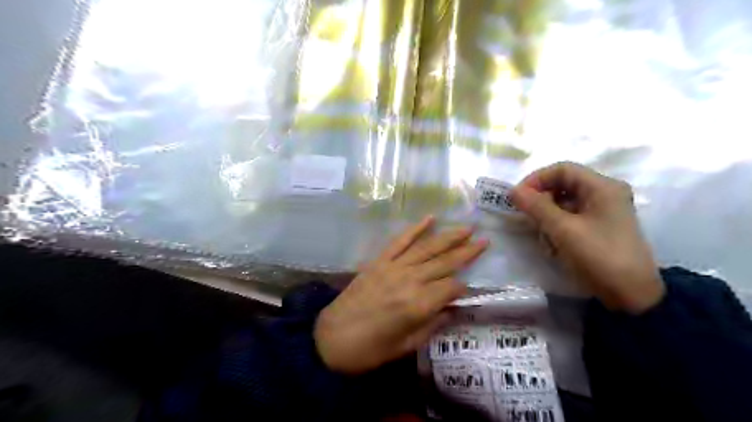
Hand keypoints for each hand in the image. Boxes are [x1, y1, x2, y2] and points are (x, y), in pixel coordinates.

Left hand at [313, 216, 484, 374]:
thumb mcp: (407, 346)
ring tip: (467, 228)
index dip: (462, 288)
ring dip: (448, 237)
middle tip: (484, 241)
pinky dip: (415, 229)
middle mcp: (409, 280)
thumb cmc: (371, 350)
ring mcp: (393, 267)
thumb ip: (433, 324)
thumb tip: (452, 308)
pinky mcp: (379, 261)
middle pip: (444, 263)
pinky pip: (399, 241)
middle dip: (466, 252)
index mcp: (419, 305)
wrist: (331, 338)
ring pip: (426, 248)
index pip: (451, 288)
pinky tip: (429, 218)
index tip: (469, 288)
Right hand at [511, 162, 663, 312]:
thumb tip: (513, 191)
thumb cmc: (598, 256)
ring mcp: (603, 211)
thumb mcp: (563, 230)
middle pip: (563, 185)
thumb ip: (536, 207)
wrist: (631, 295)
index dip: (536, 179)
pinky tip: (554, 245)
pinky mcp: (599, 226)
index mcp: (602, 187)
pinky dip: (557, 227)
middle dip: (541, 201)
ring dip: (548, 217)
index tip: (517, 197)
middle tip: (527, 218)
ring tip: (545, 238)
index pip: (561, 170)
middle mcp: (604, 193)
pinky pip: (570, 217)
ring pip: (564, 203)